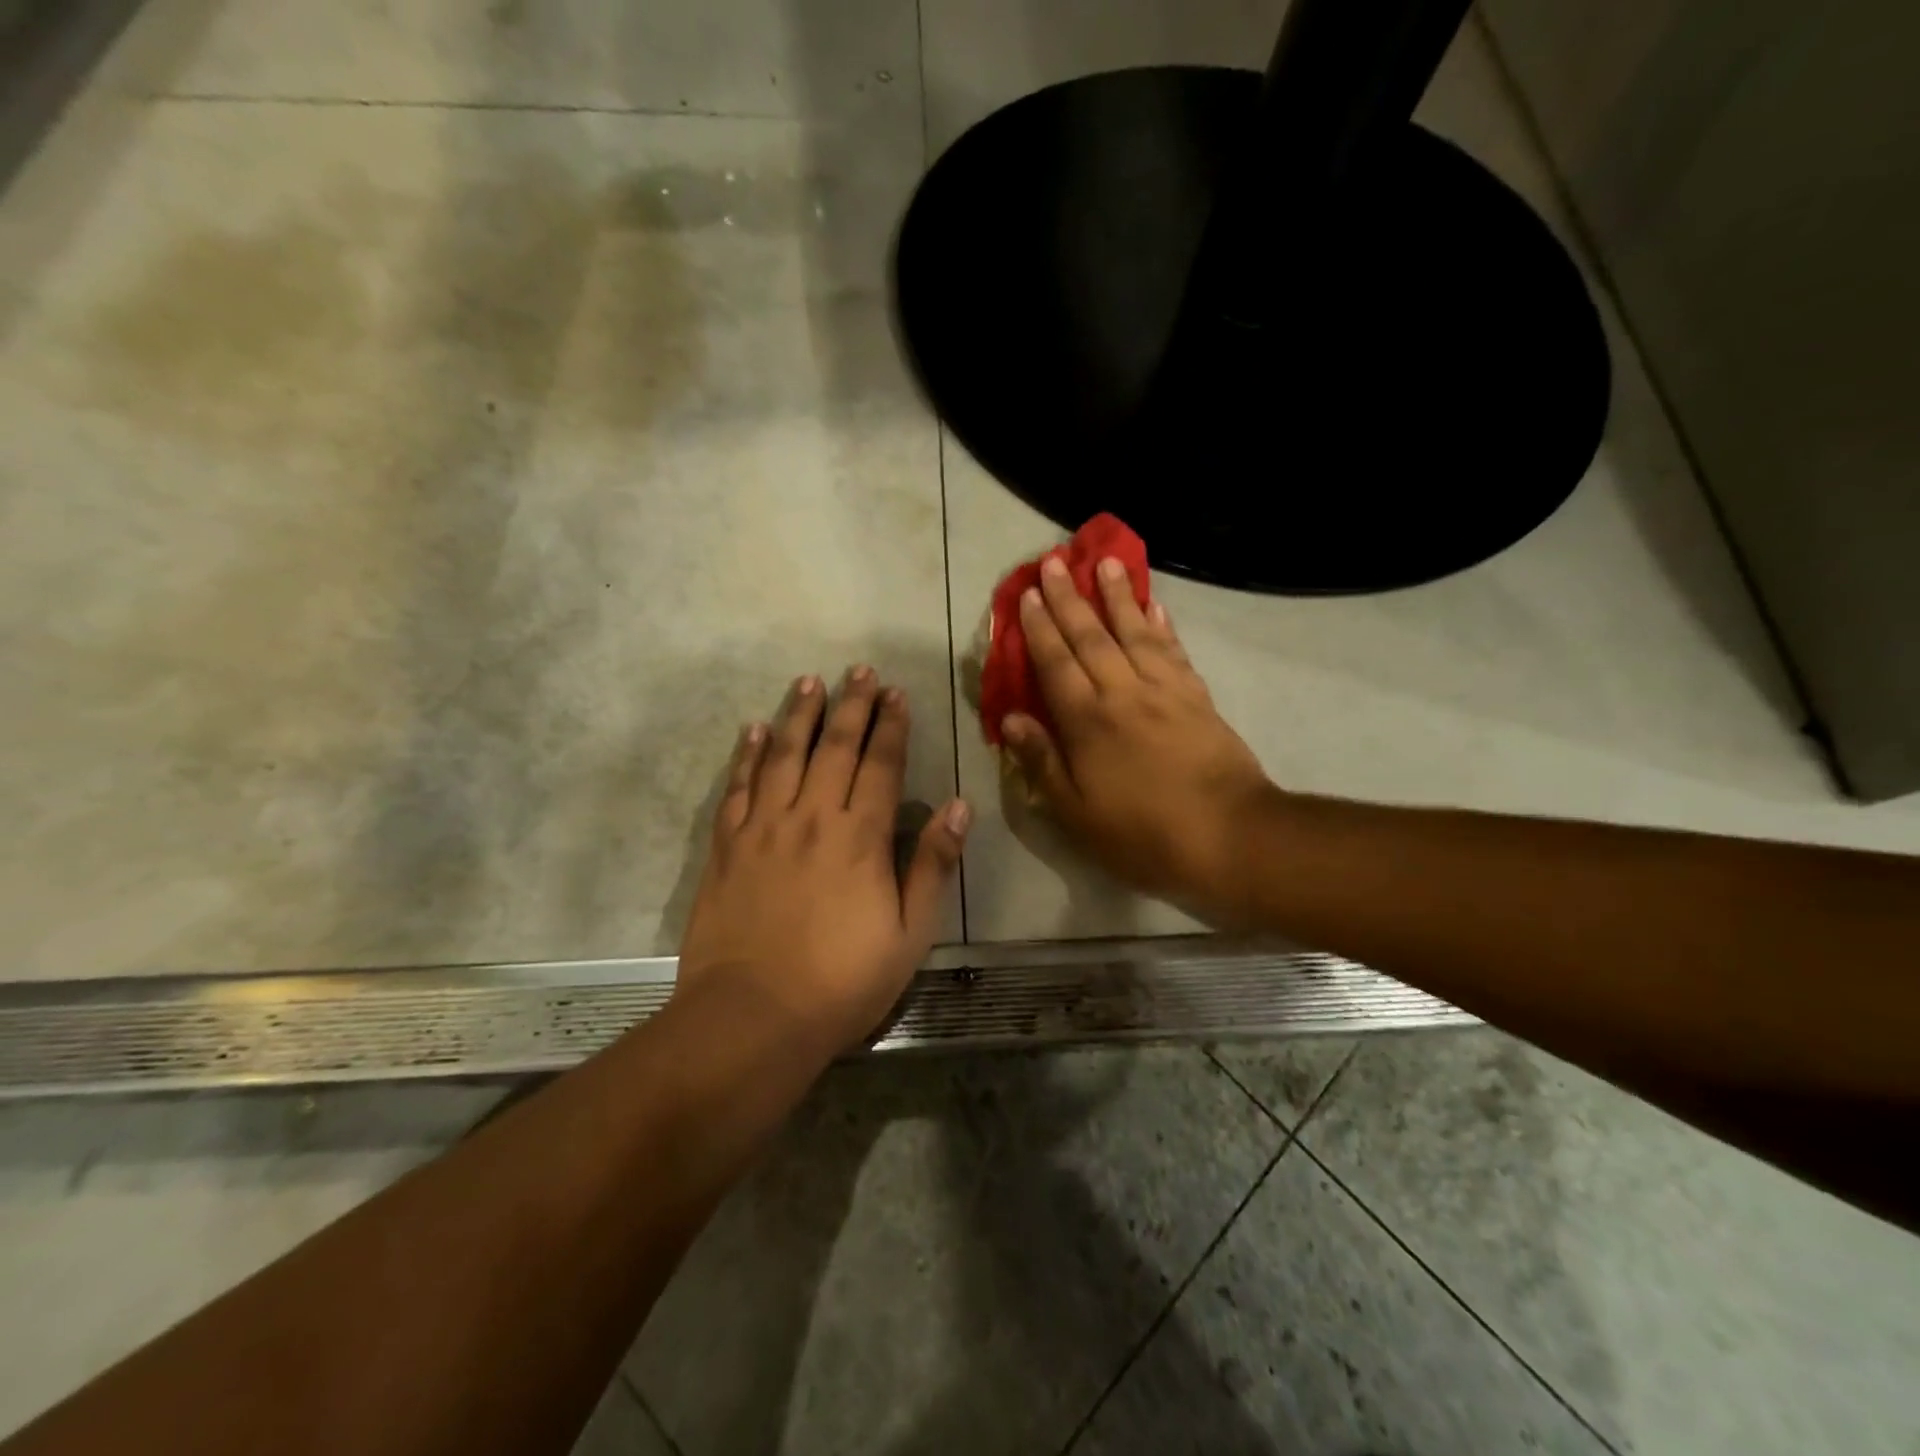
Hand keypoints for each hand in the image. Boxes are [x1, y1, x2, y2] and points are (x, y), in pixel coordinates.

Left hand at [675, 667, 968, 1054]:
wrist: (752, 1017)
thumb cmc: (842, 982)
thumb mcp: (909, 933)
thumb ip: (932, 865)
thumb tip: (960, 807)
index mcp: (861, 837)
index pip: (881, 765)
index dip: (891, 726)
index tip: (896, 694)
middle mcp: (813, 817)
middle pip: (834, 747)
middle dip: (851, 705)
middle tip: (859, 670)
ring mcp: (765, 828)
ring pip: (784, 755)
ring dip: (799, 714)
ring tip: (809, 681)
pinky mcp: (728, 846)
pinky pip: (738, 787)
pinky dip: (747, 755)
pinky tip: (753, 729)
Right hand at [1001, 556, 1274, 920]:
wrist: (1230, 837)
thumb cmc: (1143, 834)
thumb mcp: (1076, 813)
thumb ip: (1042, 762)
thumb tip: (1010, 718)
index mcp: (1087, 722)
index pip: (1056, 664)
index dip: (1039, 628)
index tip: (1027, 594)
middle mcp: (1123, 693)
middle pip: (1090, 637)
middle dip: (1069, 598)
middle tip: (1054, 561)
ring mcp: (1165, 691)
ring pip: (1135, 632)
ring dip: (1118, 596)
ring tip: (1107, 563)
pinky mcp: (1197, 697)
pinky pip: (1174, 651)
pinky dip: (1162, 625)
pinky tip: (1155, 605)